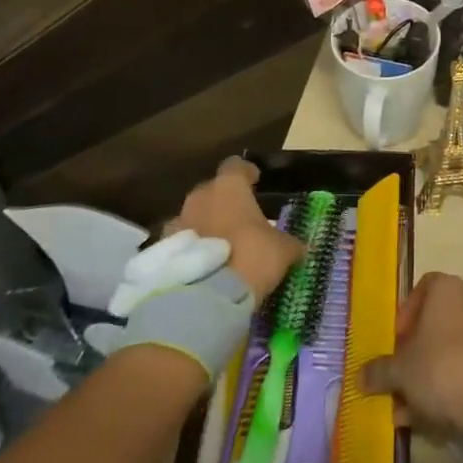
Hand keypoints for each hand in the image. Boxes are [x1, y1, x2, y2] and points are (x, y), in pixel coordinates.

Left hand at [169, 158, 300, 304]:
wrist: (207, 297)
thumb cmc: (251, 257)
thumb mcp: (282, 250)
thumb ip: (289, 243)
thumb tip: (299, 247)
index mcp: (229, 186)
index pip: (236, 165)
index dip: (246, 173)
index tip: (255, 181)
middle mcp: (200, 196)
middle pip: (212, 190)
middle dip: (224, 201)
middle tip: (239, 218)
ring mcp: (178, 221)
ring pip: (194, 215)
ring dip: (205, 224)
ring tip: (220, 245)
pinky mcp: (164, 250)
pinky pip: (181, 242)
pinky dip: (192, 248)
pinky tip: (204, 264)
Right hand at [360, 272, 462, 441]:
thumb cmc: (440, 368)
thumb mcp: (399, 370)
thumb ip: (378, 370)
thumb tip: (360, 376)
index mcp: (447, 288)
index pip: (422, 288)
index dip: (405, 314)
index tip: (395, 341)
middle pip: (434, 321)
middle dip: (413, 350)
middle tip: (397, 375)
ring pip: (446, 348)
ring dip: (425, 373)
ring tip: (405, 407)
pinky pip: (462, 366)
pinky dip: (444, 385)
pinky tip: (425, 416)